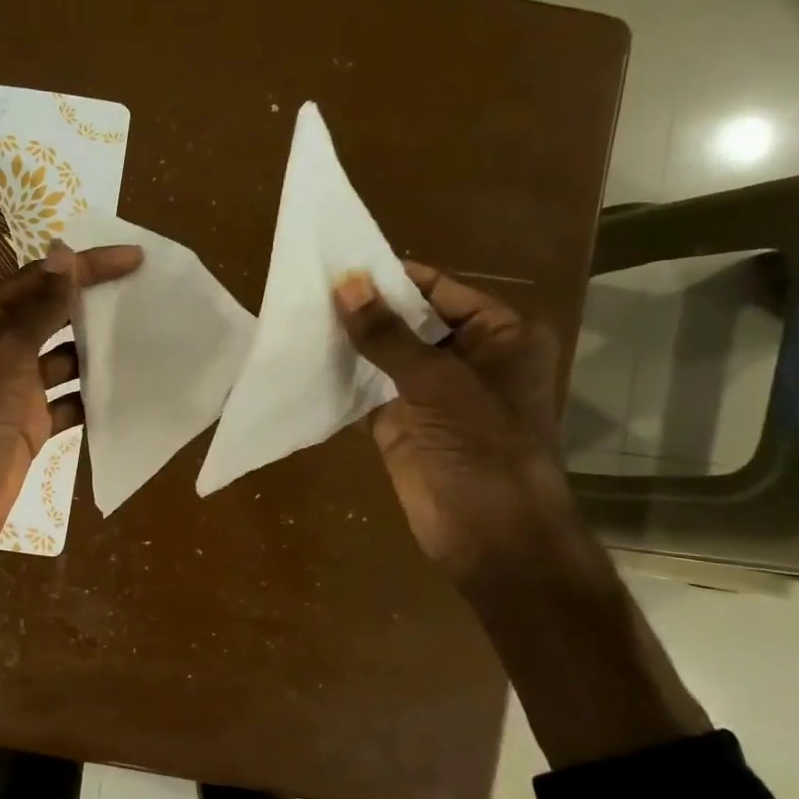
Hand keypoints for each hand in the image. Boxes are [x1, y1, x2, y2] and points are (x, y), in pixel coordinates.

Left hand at [0, 243, 143, 636]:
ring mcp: (11, 389)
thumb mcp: (7, 354)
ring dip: (95, 351)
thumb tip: (66, 257)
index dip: (85, 267)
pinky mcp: (28, 424)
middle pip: (49, 315)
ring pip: (61, 358)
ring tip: (142, 336)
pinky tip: (124, 389)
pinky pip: (66, 401)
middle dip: (91, 304)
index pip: (38, 280)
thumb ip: (40, 308)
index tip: (134, 259)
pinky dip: (90, 396)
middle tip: (142, 292)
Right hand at [333, 262, 578, 584]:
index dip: (394, 278)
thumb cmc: (483, 447)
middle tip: (309, 288)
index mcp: (499, 336)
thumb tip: (344, 283)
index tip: (341, 263)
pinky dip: (341, 380)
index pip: (441, 290)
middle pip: (410, 322)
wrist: (490, 535)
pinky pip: (367, 393)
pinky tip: (306, 361)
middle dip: (366, 310)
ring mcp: (432, 395)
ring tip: (299, 317)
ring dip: (351, 344)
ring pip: (385, 358)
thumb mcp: (436, 382)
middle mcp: (468, 358)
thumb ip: (388, 334)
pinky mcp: (401, 426)